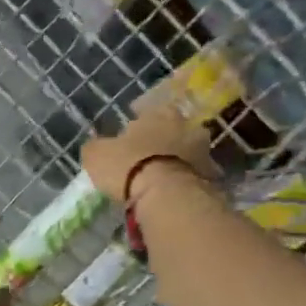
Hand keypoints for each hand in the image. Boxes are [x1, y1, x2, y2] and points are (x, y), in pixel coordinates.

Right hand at [81, 99, 217, 202]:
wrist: (165, 194)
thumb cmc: (128, 165)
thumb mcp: (96, 154)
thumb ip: (96, 146)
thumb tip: (95, 145)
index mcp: (159, 113)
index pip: (150, 112)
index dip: (138, 125)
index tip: (130, 137)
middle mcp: (185, 125)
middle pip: (173, 130)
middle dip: (162, 141)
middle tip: (147, 158)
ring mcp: (202, 150)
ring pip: (186, 152)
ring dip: (176, 161)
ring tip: (160, 179)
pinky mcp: (210, 176)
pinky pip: (194, 176)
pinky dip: (184, 181)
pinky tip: (171, 193)